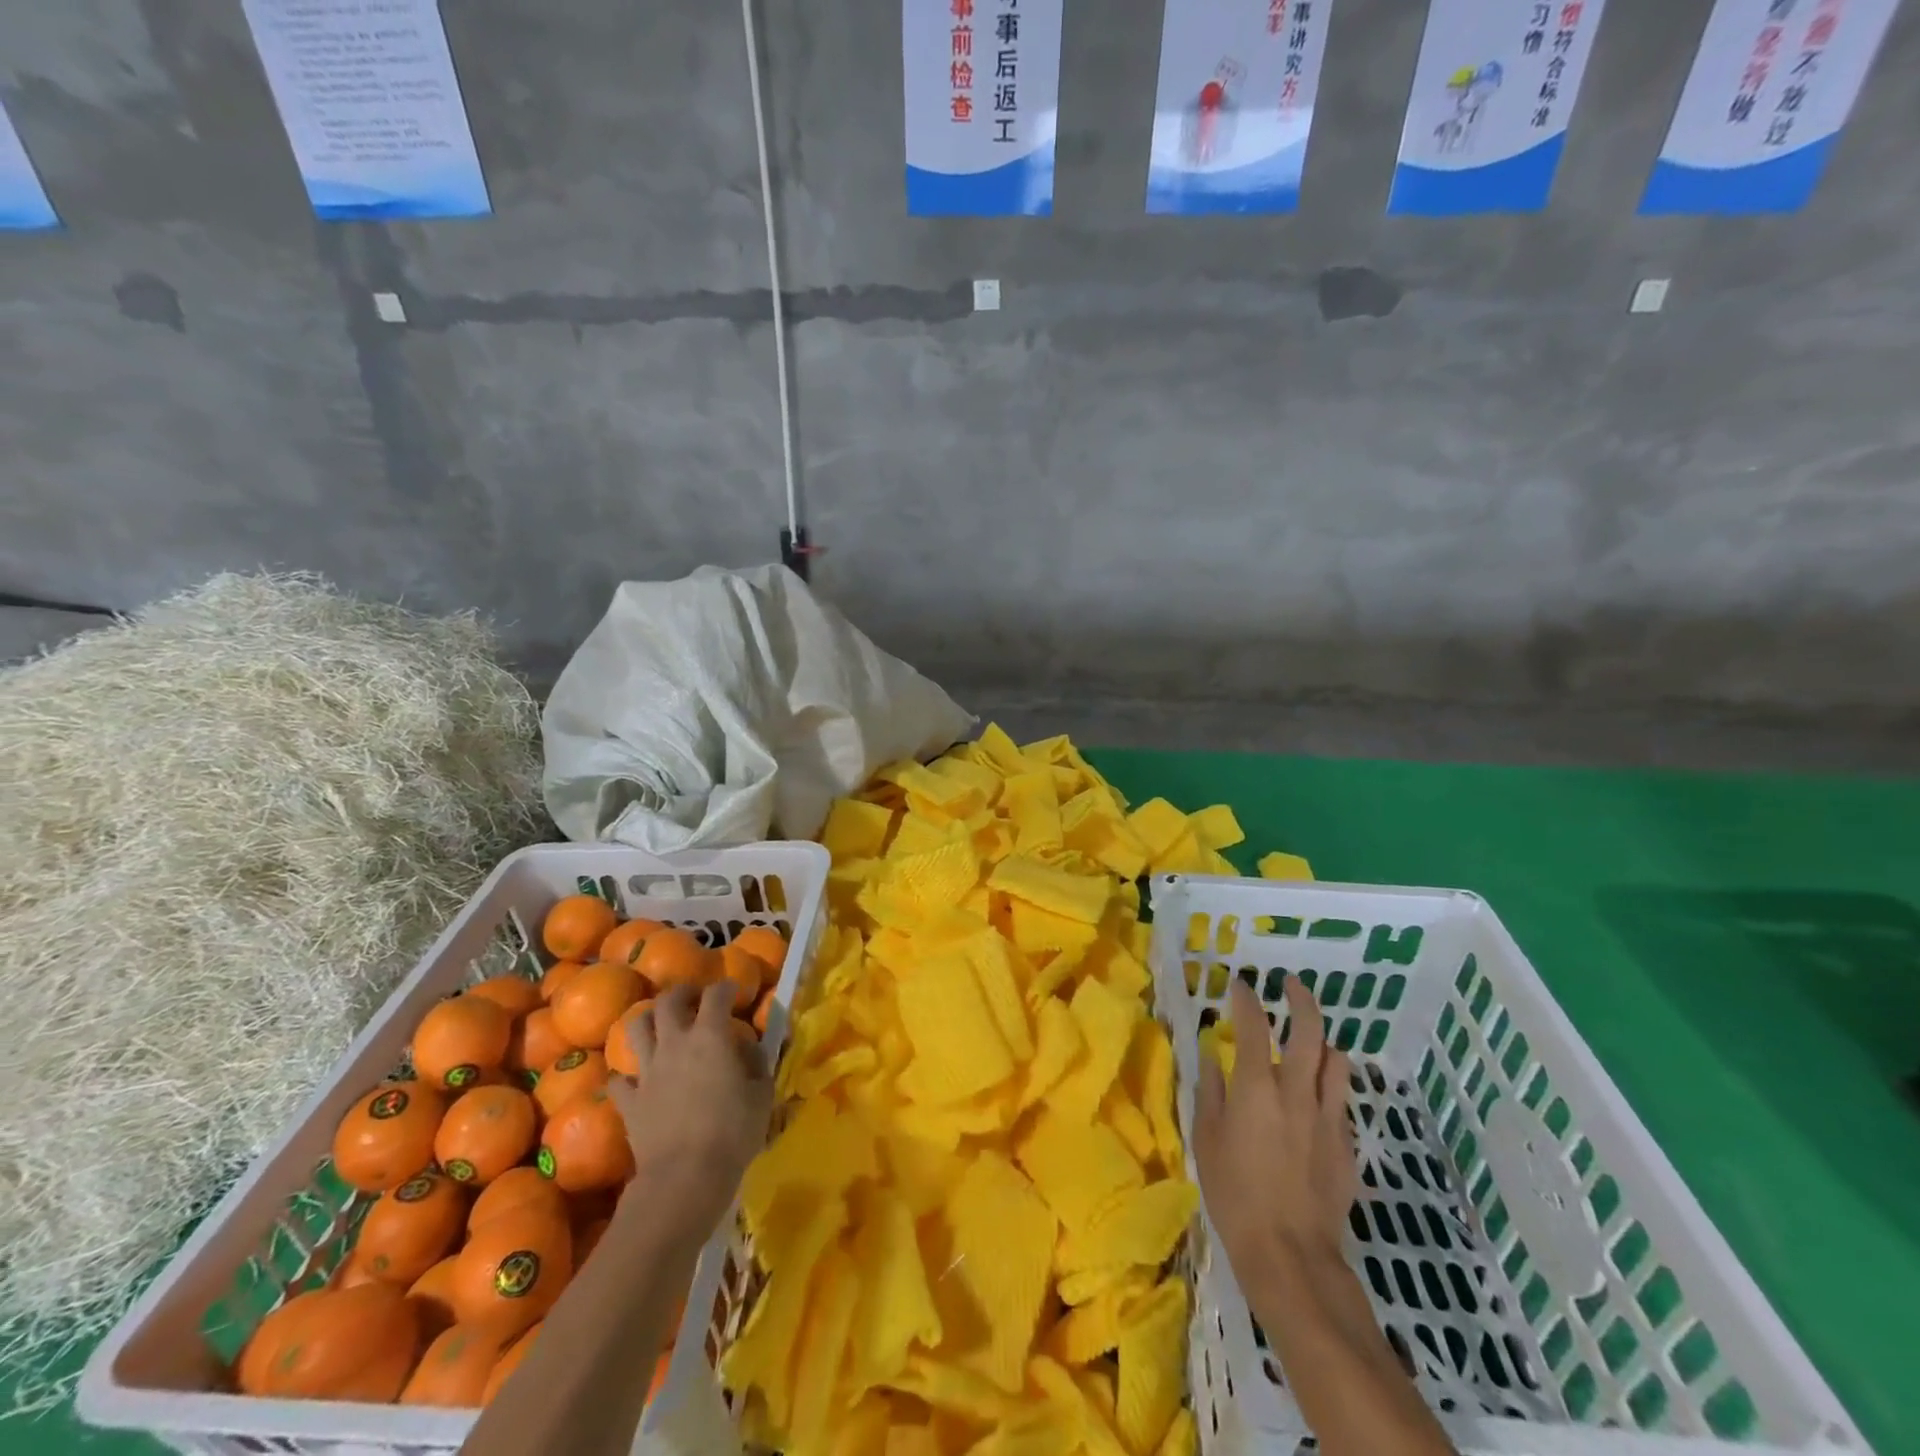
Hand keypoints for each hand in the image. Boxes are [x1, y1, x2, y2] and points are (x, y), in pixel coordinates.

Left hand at [608, 982, 773, 1235]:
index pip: (716, 994)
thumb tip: (747, 1047)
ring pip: (636, 1029)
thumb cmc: (732, 1132)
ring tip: (659, 1025)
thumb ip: (756, 1063)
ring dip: (647, 1020)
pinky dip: (626, 1075)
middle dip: (681, 993)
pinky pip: (618, 1080)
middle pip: (668, 1002)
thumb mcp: (762, 1094)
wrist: (685, 1177)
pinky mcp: (628, 1101)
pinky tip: (636, 1079)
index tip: (734, 991)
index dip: (726, 987)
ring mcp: (647, 1071)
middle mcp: (675, 1043)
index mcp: (710, 1036)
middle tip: (693, 998)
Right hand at [1194, 976, 1357, 1275]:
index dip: (1246, 999)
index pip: (1254, 1026)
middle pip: (1310, 1031)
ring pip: (1336, 1062)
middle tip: (1291, 985)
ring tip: (1312, 1040)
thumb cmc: (1234, 1194)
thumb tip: (1212, 1056)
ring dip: (1324, 1043)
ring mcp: (1327, 1117)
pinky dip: (1329, 1086)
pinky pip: (1341, 1100)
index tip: (1239, 985)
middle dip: (1301, 999)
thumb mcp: (1206, 1140)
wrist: (1291, 1254)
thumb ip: (1210, 1091)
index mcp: (1256, 1088)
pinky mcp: (1346, 1144)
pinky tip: (1316, 1098)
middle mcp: (1296, 1092)